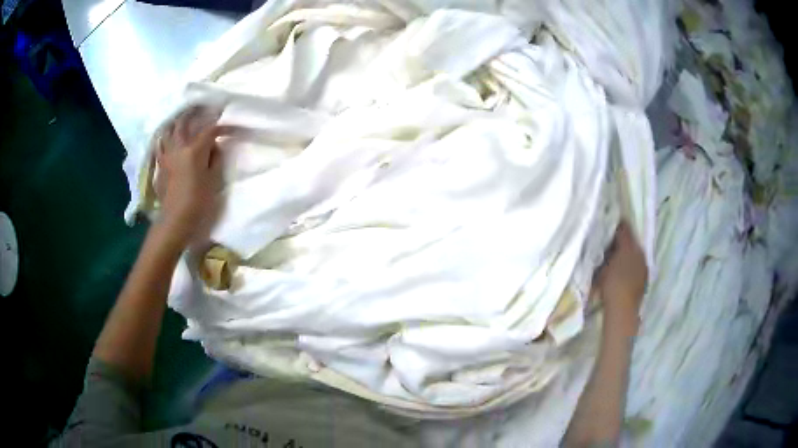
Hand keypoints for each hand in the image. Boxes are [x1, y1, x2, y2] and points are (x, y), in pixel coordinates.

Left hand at [155, 110, 231, 246]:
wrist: (175, 220)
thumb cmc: (198, 202)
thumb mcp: (213, 180)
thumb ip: (215, 158)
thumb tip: (214, 146)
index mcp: (194, 150)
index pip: (210, 130)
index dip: (223, 127)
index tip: (232, 128)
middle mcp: (178, 147)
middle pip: (184, 122)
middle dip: (194, 113)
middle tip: (202, 108)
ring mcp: (166, 155)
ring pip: (168, 131)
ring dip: (176, 122)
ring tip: (183, 119)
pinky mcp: (160, 165)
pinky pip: (160, 145)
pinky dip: (165, 138)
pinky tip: (168, 138)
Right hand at [595, 221, 647, 330]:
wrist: (622, 310)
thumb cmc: (612, 284)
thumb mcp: (604, 265)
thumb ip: (606, 250)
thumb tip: (606, 238)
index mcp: (632, 246)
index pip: (625, 229)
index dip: (615, 226)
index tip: (606, 224)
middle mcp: (641, 254)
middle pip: (630, 242)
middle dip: (620, 242)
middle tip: (607, 243)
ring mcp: (643, 269)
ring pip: (632, 255)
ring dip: (624, 255)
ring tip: (612, 259)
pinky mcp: (642, 282)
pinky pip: (634, 268)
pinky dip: (627, 267)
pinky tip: (619, 274)